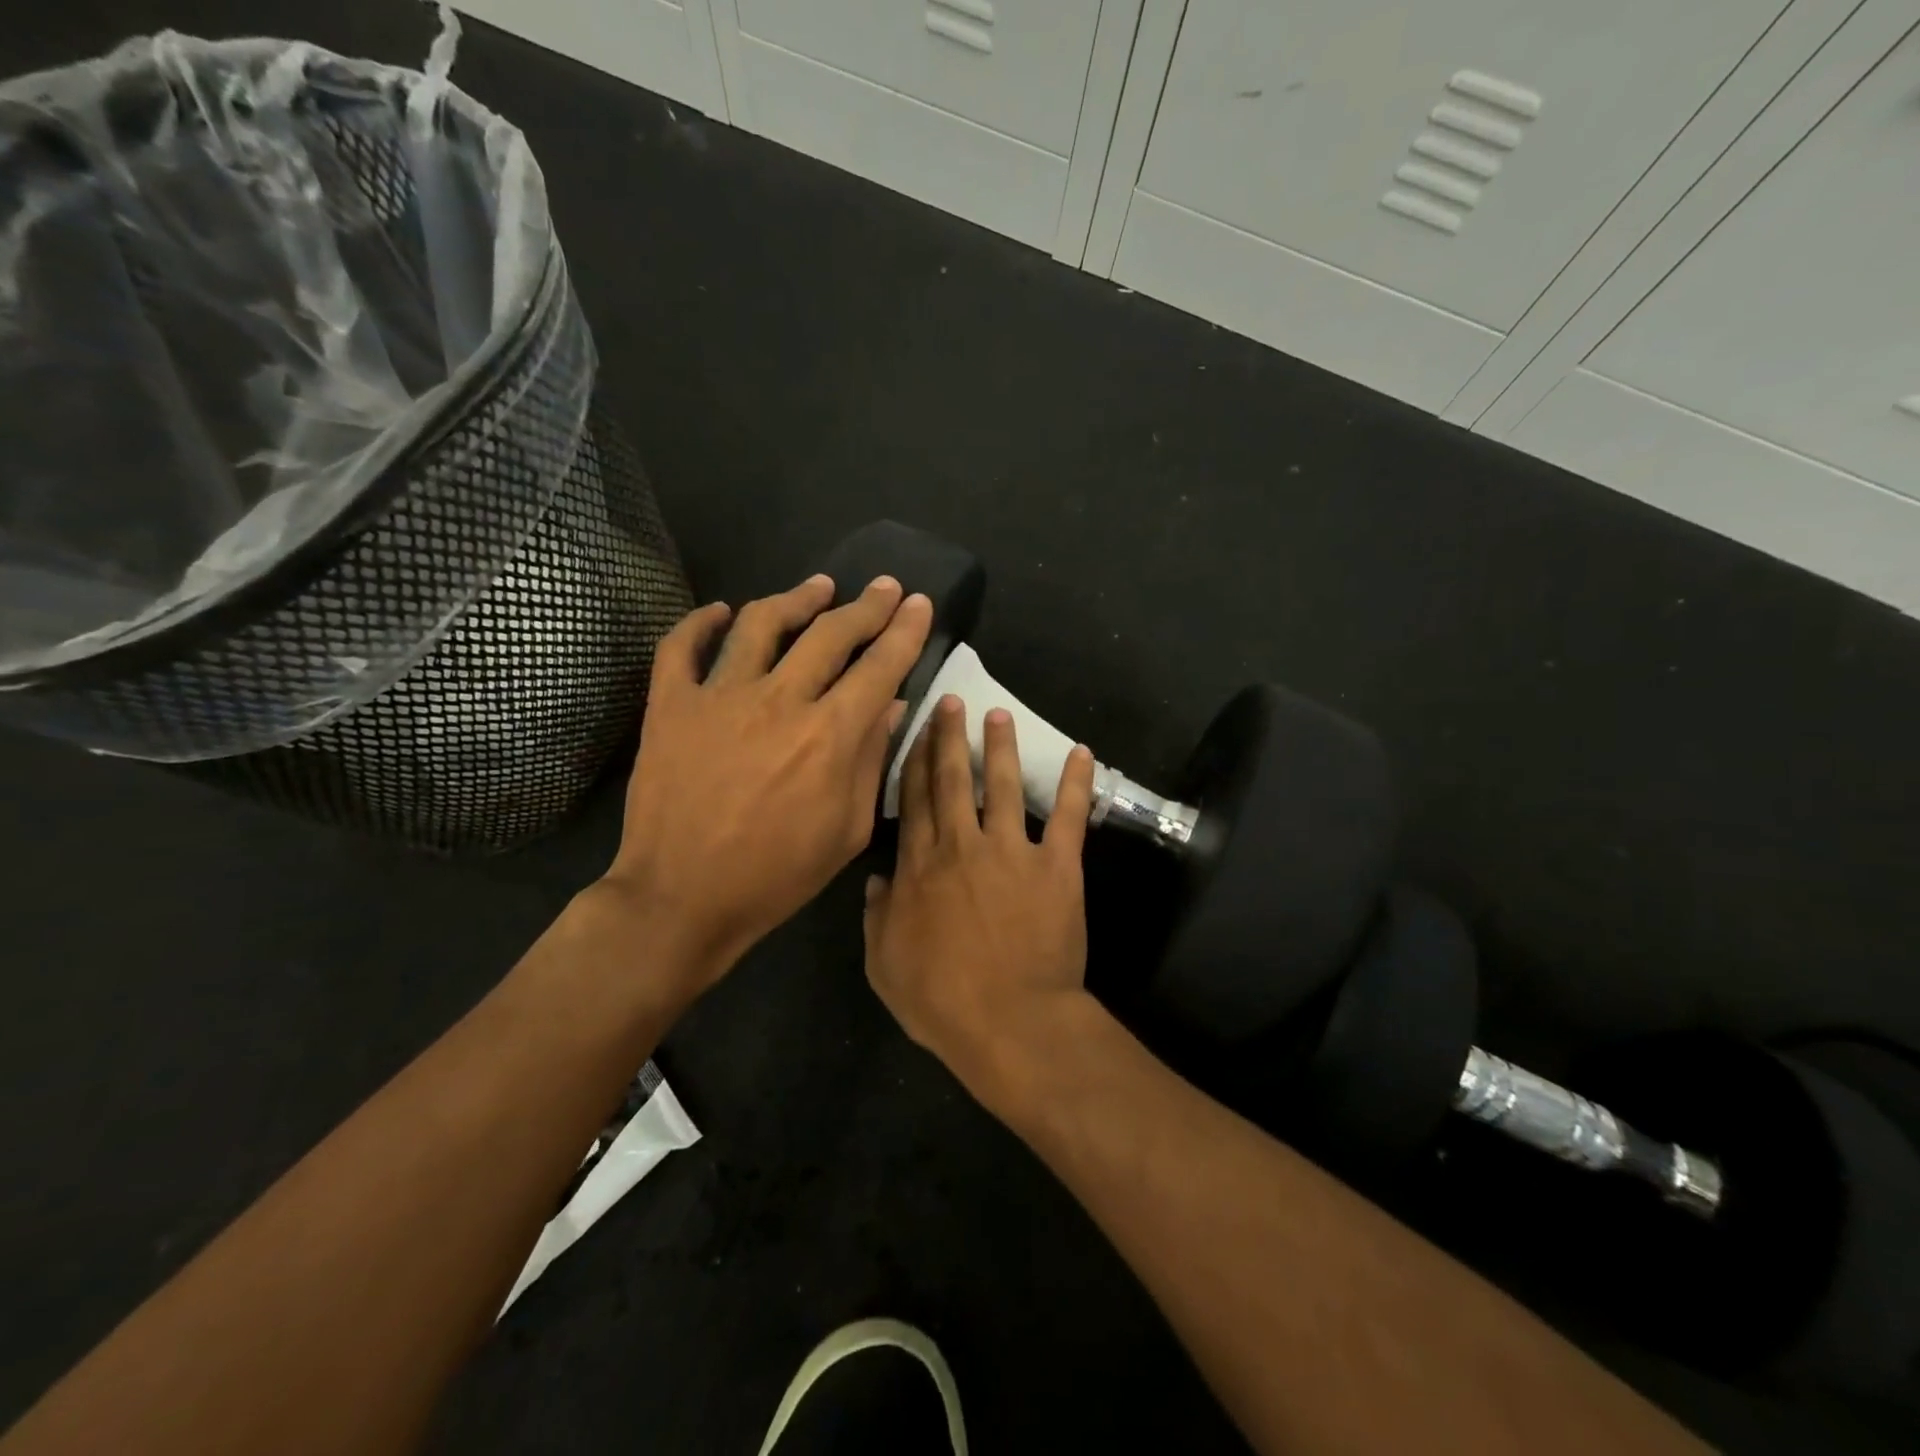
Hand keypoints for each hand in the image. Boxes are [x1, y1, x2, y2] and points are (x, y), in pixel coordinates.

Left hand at [598, 573, 932, 999]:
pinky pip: (680, 647)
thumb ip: (872, 760)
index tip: (920, 604)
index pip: (879, 666)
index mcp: (829, 735)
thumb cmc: (776, 875)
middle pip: (830, 633)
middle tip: (884, 586)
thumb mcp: (847, 830)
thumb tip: (893, 705)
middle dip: (866, 605)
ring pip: (761, 624)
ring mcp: (719, 698)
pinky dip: (700, 623)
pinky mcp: (670, 706)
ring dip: (796, 599)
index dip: (904, 631)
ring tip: (818, 587)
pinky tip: (720, 611)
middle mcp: (779, 701)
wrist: (682, 898)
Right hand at [863, 693, 1097, 1100]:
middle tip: (951, 702)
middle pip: (952, 781)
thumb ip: (875, 918)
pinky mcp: (1055, 865)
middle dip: (949, 738)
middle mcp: (961, 846)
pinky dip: (1076, 783)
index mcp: (919, 867)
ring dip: (1000, 747)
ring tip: (999, 714)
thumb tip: (875, 880)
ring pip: (1002, 785)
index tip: (915, 733)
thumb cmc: (941, 1000)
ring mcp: (1010, 851)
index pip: (914, 802)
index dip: (913, 764)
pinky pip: (1067, 816)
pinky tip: (1082, 753)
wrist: (1009, 1020)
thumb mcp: (884, 965)